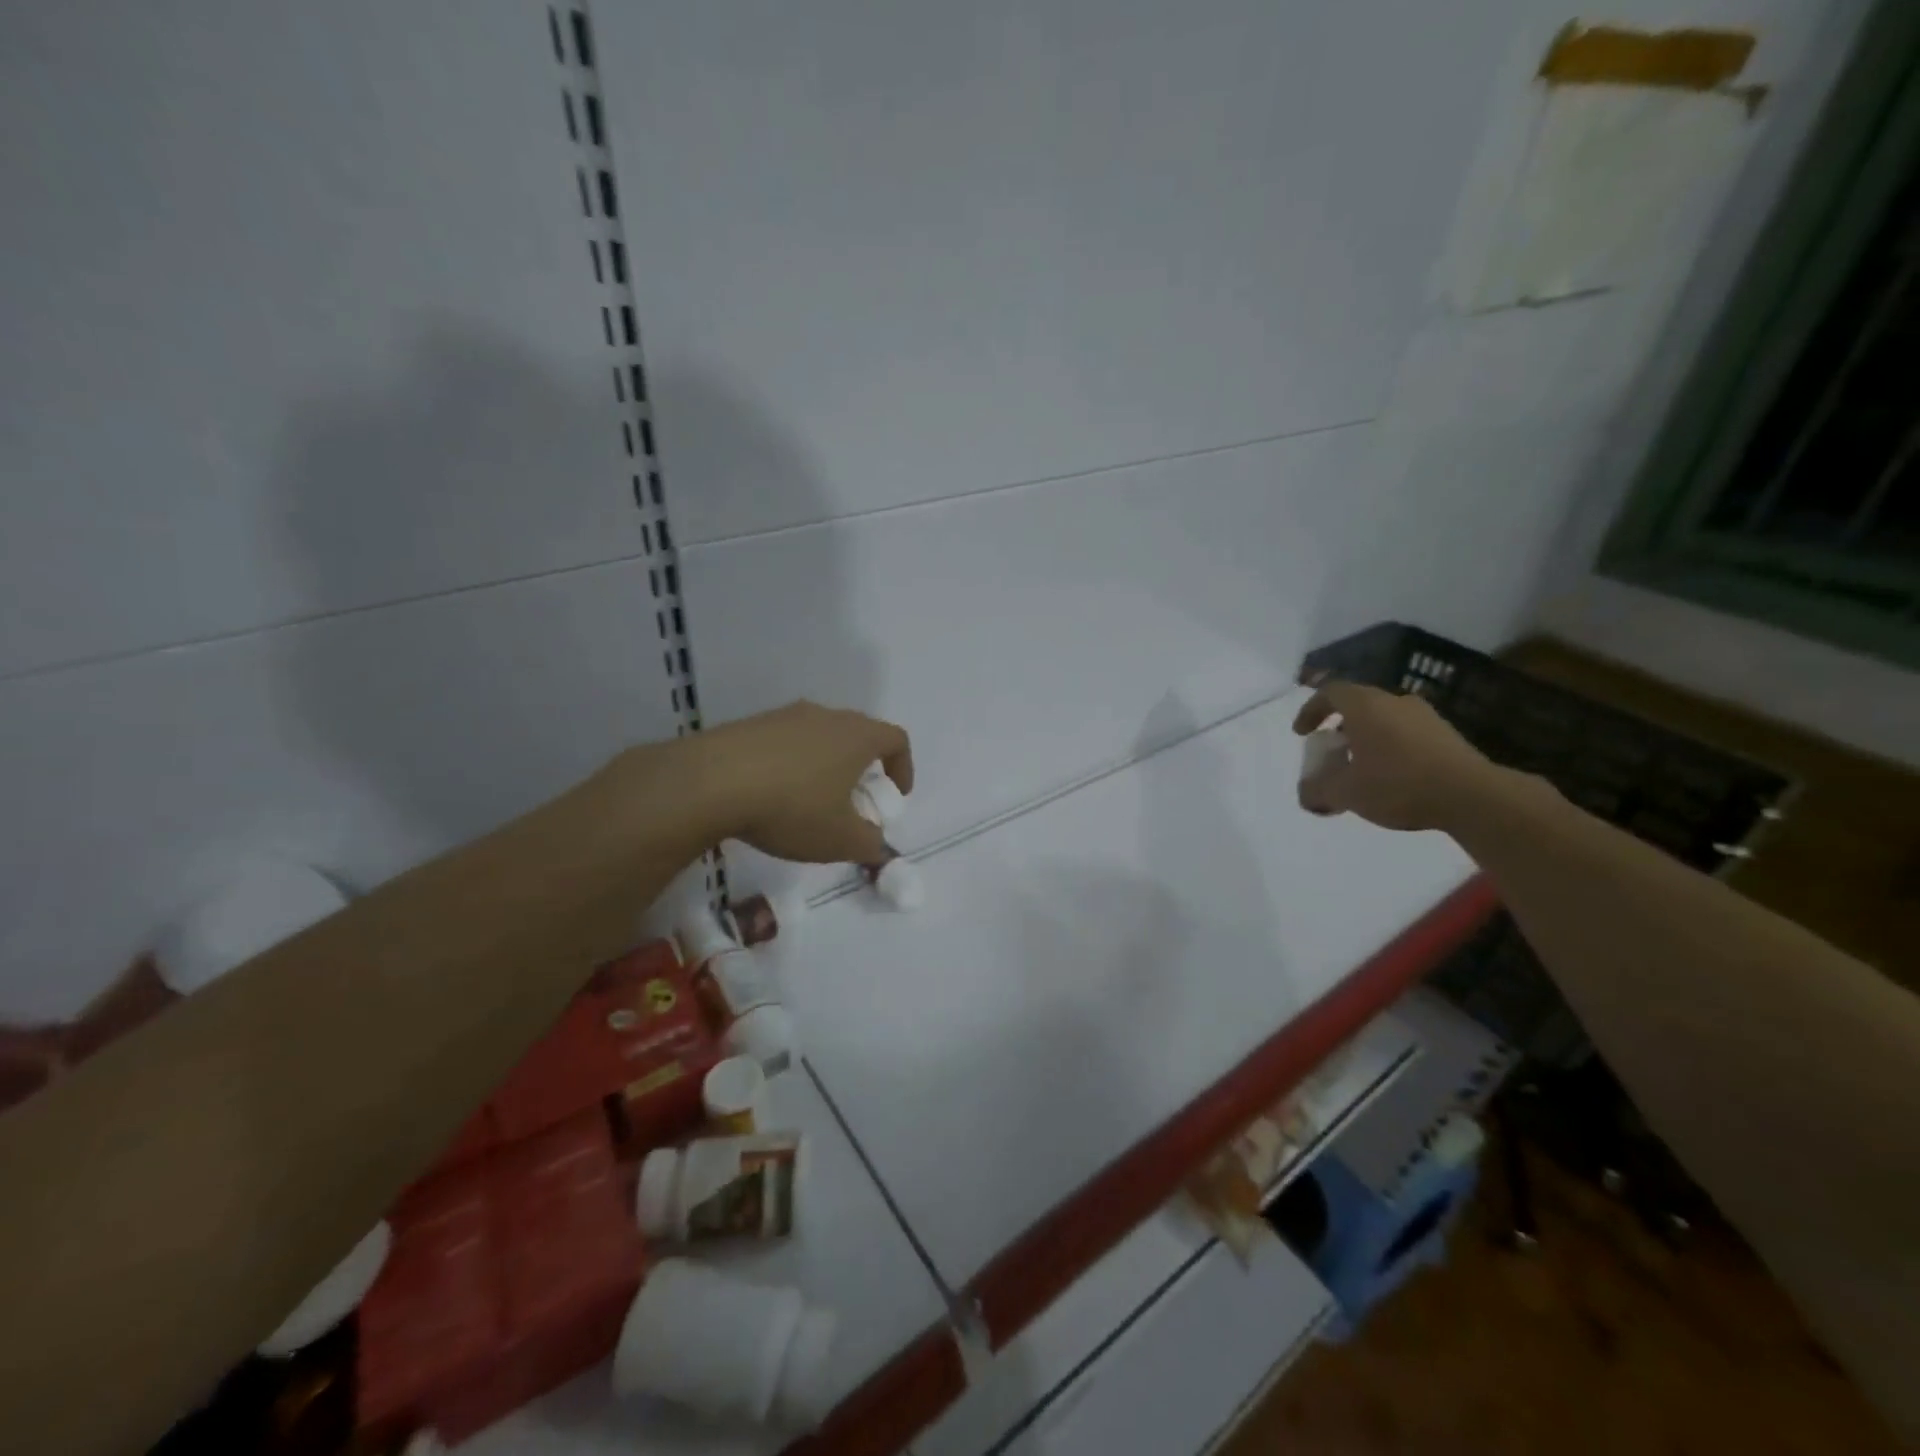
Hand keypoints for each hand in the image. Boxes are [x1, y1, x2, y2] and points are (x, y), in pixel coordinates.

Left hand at [670, 701, 912, 864]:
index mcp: (857, 736)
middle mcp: (825, 716)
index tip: (895, 796)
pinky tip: (773, 794)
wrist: (710, 782)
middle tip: (854, 800)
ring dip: (825, 765)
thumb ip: (869, 844)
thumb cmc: (792, 807)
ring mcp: (784, 716)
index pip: (896, 739)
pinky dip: (790, 765)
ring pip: (819, 736)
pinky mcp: (750, 725)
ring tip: (811, 800)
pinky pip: (784, 742)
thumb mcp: (840, 839)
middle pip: (857, 733)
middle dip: (863, 767)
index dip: (903, 766)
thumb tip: (876, 845)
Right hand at [1293, 681, 1502, 831]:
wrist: (1472, 796)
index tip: (1302, 733)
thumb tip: (1306, 795)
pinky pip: (1407, 734)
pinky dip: (1391, 748)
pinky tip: (1393, 777)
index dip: (1311, 710)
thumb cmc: (1398, 784)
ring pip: (1385, 720)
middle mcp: (1395, 702)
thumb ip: (1317, 791)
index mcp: (1366, 706)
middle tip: (1332, 751)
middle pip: (1358, 705)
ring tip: (1362, 768)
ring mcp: (1426, 717)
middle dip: (1339, 727)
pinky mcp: (1448, 735)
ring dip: (1367, 739)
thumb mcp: (1345, 793)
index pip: (1330, 692)